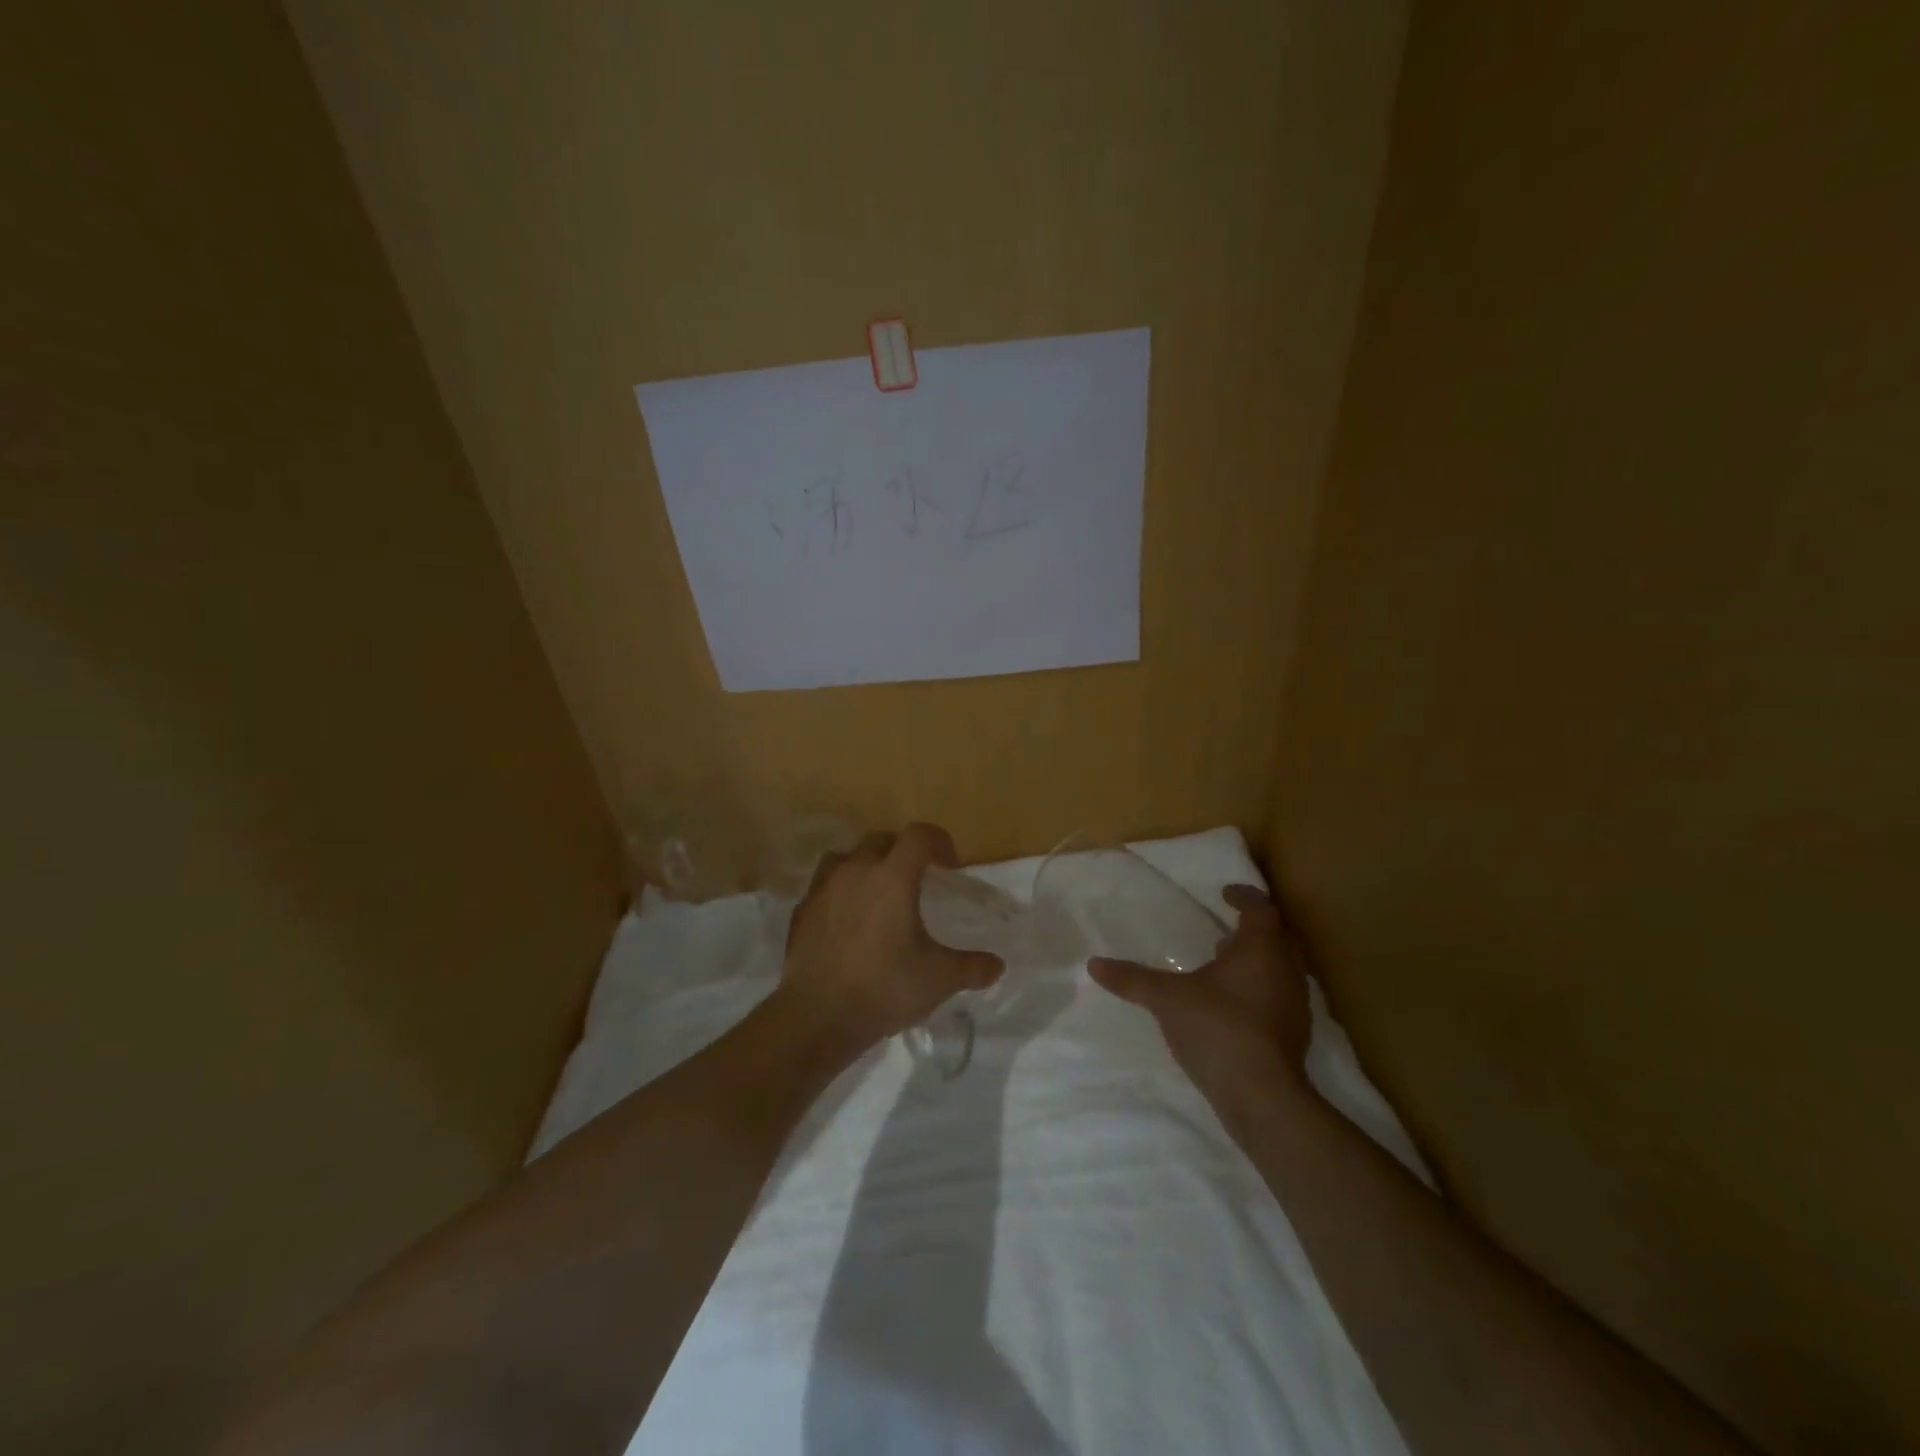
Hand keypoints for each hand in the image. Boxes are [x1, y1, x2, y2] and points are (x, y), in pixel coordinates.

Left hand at [779, 823, 1004, 1057]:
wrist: (816, 1016)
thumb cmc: (883, 988)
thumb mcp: (939, 979)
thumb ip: (972, 967)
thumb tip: (997, 965)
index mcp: (892, 877)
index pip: (919, 835)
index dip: (939, 841)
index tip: (950, 865)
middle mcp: (855, 871)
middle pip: (881, 840)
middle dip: (902, 851)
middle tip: (917, 879)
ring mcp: (823, 888)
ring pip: (847, 858)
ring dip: (866, 866)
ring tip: (878, 894)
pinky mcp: (801, 911)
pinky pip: (824, 886)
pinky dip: (840, 892)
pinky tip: (848, 921)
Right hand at [1089, 884, 1315, 1120]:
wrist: (1263, 1097)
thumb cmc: (1218, 1028)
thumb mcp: (1167, 999)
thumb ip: (1133, 979)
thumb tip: (1094, 964)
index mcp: (1262, 948)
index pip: (1260, 908)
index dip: (1243, 896)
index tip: (1225, 893)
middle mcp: (1287, 969)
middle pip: (1277, 937)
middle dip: (1253, 930)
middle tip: (1225, 929)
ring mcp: (1295, 1004)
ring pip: (1281, 968)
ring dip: (1257, 961)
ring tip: (1224, 964)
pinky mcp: (1295, 1034)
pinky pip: (1279, 996)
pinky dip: (1260, 989)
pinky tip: (1232, 1004)